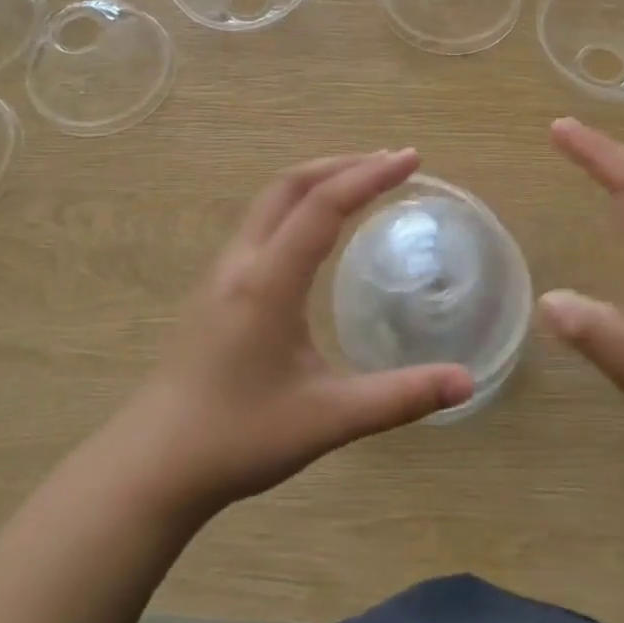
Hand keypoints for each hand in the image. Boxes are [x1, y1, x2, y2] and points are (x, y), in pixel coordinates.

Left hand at [116, 150, 473, 513]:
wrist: (156, 462)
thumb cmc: (240, 436)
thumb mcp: (328, 419)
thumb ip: (399, 398)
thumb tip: (467, 382)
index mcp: (269, 281)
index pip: (323, 206)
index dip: (369, 176)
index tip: (410, 159)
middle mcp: (242, 262)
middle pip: (290, 185)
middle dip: (342, 164)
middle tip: (391, 163)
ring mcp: (223, 272)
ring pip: (271, 201)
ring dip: (317, 181)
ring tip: (361, 183)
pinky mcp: (216, 288)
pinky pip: (261, 223)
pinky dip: (298, 205)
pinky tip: (317, 231)